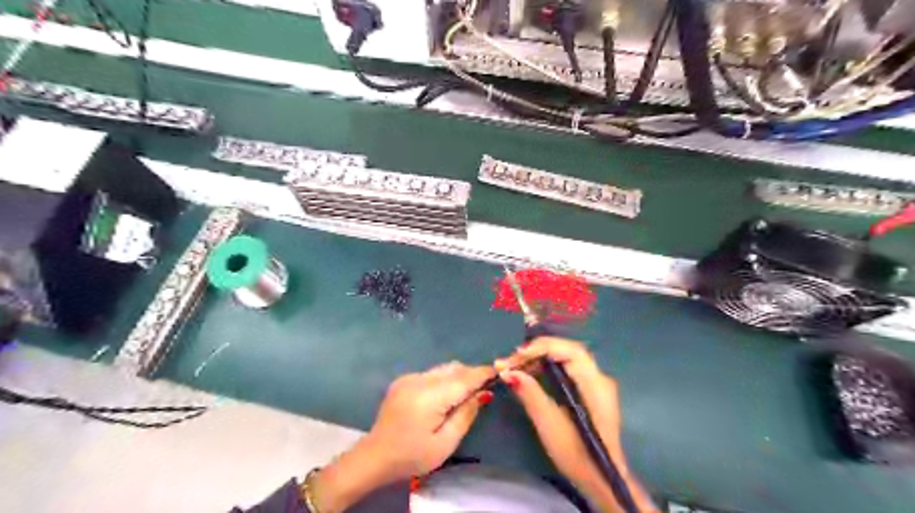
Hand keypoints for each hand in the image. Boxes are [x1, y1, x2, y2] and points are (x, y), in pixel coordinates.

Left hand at [365, 360, 497, 476]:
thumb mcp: (445, 443)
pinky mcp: (403, 380)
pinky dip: (443, 379)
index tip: (498, 370)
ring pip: (442, 369)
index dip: (482, 373)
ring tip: (467, 391)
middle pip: (453, 369)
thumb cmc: (413, 456)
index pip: (463, 379)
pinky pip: (430, 374)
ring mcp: (409, 378)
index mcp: (430, 397)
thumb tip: (483, 393)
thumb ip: (466, 415)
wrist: (376, 456)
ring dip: (457, 376)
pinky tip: (444, 395)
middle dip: (471, 374)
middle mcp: (419, 380)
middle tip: (485, 386)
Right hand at [497, 336, 652, 512]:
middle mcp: (599, 377)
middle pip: (567, 350)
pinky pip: (566, 368)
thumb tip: (507, 372)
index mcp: (595, 384)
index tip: (516, 356)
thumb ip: (530, 394)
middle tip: (511, 361)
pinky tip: (530, 373)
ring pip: (565, 357)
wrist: (601, 480)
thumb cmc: (577, 455)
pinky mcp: (588, 390)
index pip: (570, 350)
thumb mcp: (549, 425)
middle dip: (537, 351)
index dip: (542, 347)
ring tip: (515, 366)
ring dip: (539, 358)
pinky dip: (546, 367)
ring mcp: (595, 383)